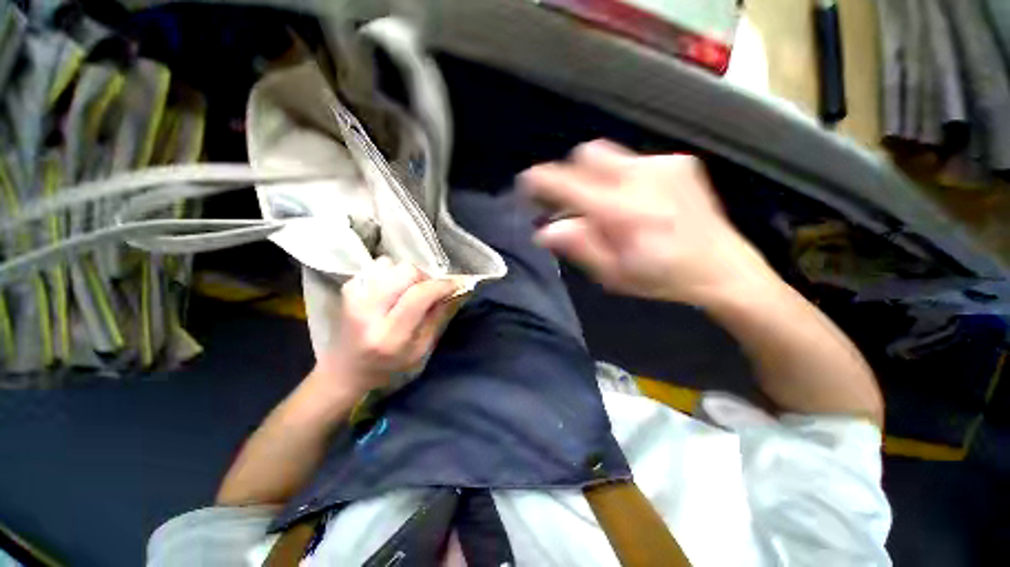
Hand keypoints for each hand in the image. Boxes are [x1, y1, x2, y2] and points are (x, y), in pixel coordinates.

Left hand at [315, 257, 457, 395]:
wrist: (345, 369)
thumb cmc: (388, 366)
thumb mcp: (421, 351)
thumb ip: (437, 318)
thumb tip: (451, 291)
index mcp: (389, 334)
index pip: (419, 295)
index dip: (442, 285)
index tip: (456, 284)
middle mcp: (368, 311)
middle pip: (406, 271)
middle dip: (424, 278)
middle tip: (428, 292)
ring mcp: (353, 296)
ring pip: (392, 264)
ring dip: (407, 275)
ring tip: (407, 292)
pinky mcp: (348, 288)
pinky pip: (378, 266)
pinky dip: (391, 274)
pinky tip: (390, 292)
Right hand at [521, 140, 775, 305]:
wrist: (724, 269)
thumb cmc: (663, 278)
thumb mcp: (614, 274)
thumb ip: (579, 247)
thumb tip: (545, 231)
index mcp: (623, 211)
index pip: (569, 183)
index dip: (542, 180)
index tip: (527, 183)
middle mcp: (641, 178)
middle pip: (587, 155)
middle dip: (573, 175)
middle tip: (574, 203)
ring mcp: (663, 166)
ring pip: (610, 156)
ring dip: (597, 178)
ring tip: (608, 207)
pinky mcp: (679, 164)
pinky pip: (634, 161)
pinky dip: (622, 178)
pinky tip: (636, 203)